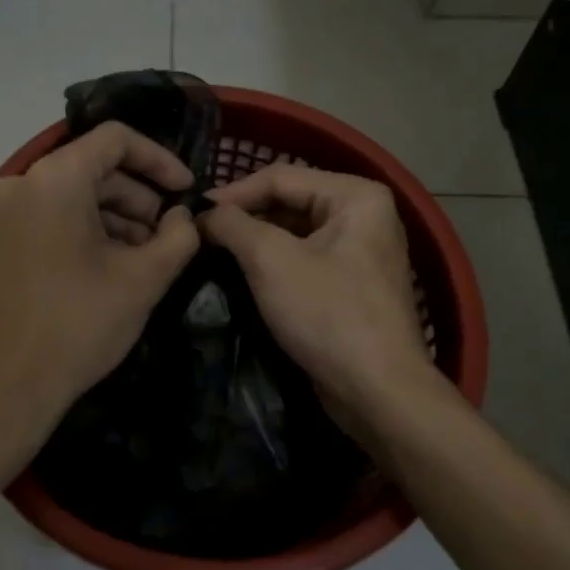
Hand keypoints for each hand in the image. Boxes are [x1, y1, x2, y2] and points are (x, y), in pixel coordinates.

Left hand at [0, 122, 199, 463]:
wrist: (1, 388)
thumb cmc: (77, 325)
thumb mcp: (142, 280)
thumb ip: (178, 238)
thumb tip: (185, 218)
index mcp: (55, 179)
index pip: (116, 139)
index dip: (160, 159)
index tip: (187, 192)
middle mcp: (22, 184)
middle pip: (94, 169)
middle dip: (139, 199)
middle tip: (170, 237)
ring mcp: (3, 213)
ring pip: (73, 196)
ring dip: (116, 219)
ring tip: (147, 259)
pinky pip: (51, 218)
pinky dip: (86, 232)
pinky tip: (112, 269)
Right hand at [199, 165, 443, 438]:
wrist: (378, 392)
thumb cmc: (327, 314)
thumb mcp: (270, 260)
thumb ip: (231, 224)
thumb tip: (202, 212)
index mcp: (356, 196)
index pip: (279, 177)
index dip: (232, 193)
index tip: (191, 213)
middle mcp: (364, 214)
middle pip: (288, 201)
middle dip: (243, 218)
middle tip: (199, 234)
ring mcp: (360, 251)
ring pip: (293, 232)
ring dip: (254, 241)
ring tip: (212, 253)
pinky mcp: (351, 284)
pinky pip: (303, 259)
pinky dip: (272, 264)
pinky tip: (240, 275)